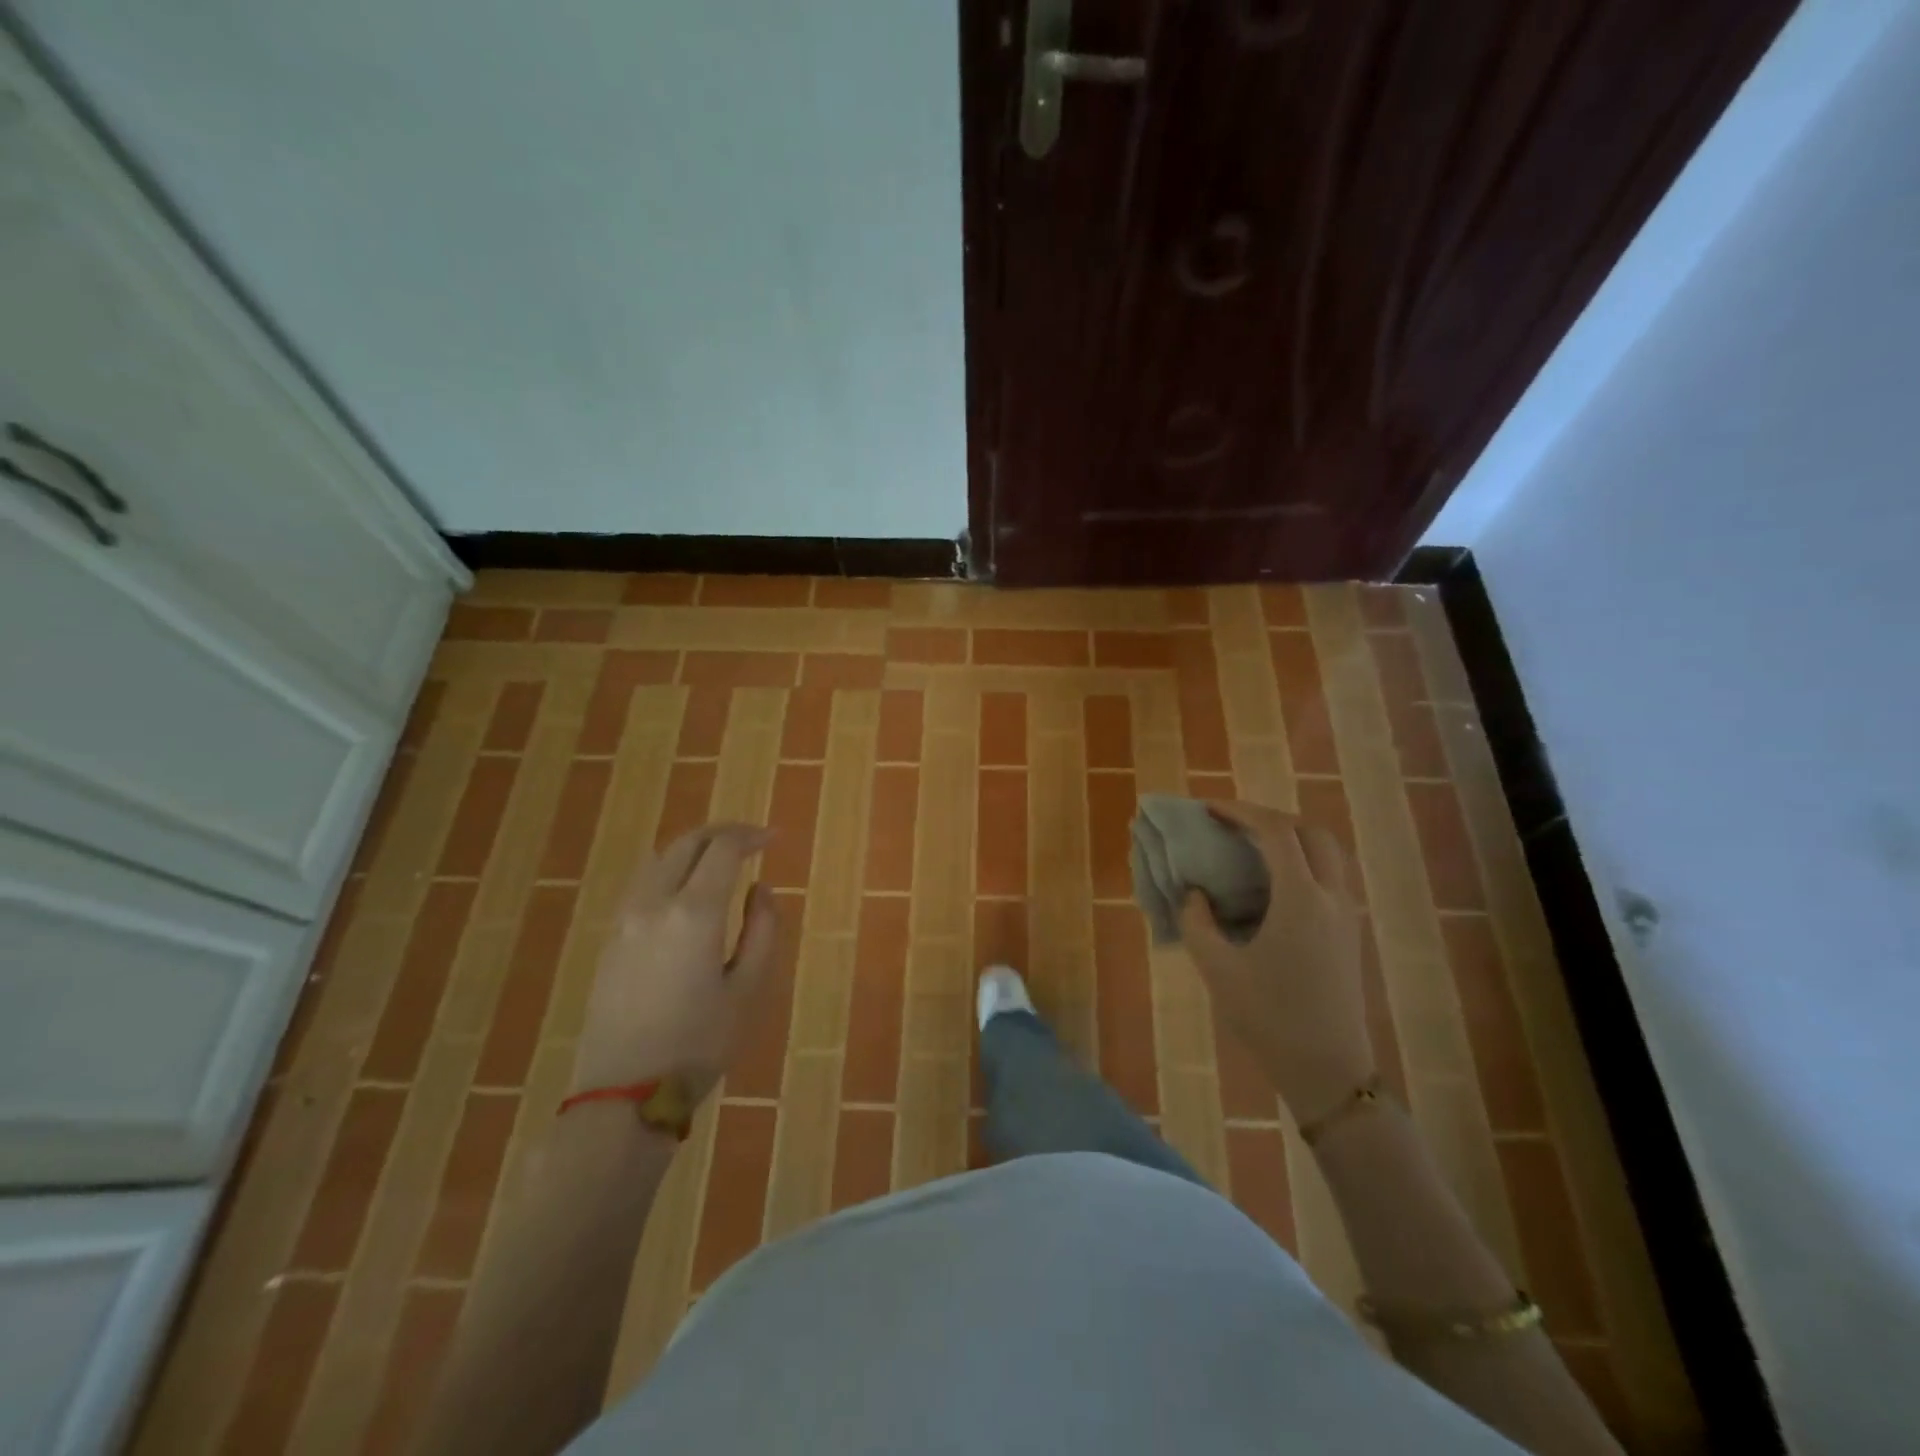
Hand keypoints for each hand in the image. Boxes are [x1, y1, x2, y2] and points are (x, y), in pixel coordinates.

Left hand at [570, 823, 781, 1098]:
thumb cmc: (699, 1044)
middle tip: (751, 841)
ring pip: (659, 859)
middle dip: (722, 833)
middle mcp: (654, 903)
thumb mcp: (749, 989)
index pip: (722, 849)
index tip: (774, 839)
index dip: (751, 836)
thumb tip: (760, 889)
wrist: (624, 1093)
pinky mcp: (610, 938)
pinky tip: (687, 890)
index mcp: (694, 913)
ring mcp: (625, 919)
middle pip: (686, 844)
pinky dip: (670, 869)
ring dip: (693, 848)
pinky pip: (643, 883)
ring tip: (720, 860)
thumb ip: (762, 930)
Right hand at [1180, 801, 1373, 1124]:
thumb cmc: (1269, 1017)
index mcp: (1300, 898)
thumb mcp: (1217, 968)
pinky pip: (1329, 876)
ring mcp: (1346, 914)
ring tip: (1250, 848)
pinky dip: (1302, 862)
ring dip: (1290, 838)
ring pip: (1326, 853)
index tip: (1209, 809)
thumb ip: (1197, 921)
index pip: (1275, 832)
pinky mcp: (1349, 933)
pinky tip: (1271, 885)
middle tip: (1232, 824)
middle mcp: (1331, 896)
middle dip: (1270, 818)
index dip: (1241, 812)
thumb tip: (1193, 893)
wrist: (1328, 1070)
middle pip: (1310, 832)